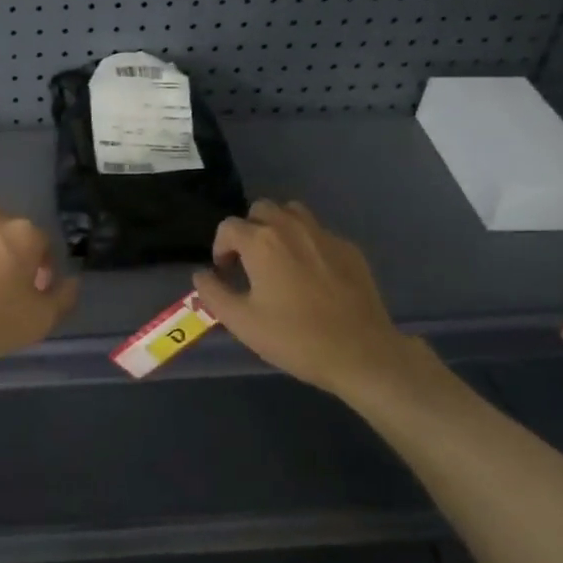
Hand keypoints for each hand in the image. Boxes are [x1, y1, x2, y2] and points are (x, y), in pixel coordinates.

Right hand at [190, 200, 440, 407]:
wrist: (361, 353)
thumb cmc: (295, 338)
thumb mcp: (241, 322)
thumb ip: (213, 293)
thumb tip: (202, 275)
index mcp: (262, 242)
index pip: (228, 227)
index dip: (220, 248)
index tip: (225, 273)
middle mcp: (292, 228)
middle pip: (261, 209)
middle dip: (249, 230)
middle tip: (249, 263)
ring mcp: (325, 235)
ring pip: (293, 213)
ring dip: (278, 228)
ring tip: (278, 260)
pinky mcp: (350, 249)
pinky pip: (319, 232)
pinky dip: (307, 243)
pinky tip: (312, 276)